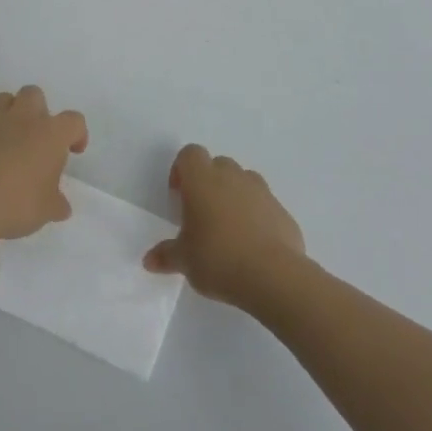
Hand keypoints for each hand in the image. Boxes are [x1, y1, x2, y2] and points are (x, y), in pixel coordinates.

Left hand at [0, 86, 87, 239]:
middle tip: (35, 138)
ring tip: (6, 140)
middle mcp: (22, 119)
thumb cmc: (14, 204)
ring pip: (3, 99)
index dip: (77, 133)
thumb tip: (62, 206)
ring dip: (8, 114)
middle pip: (34, 94)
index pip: (74, 121)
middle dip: (38, 110)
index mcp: (50, 134)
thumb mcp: (45, 211)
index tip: (72, 151)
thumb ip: (56, 204)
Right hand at [143, 144, 305, 305]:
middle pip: (218, 164)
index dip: (182, 170)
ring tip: (228, 228)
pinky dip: (256, 215)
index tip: (179, 196)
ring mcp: (261, 191)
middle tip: (202, 214)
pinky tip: (252, 245)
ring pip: (243, 180)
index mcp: (202, 180)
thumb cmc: (218, 259)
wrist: (273, 276)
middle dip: (209, 182)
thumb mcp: (184, 261)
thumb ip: (166, 255)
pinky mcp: (282, 211)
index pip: (190, 154)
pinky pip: (264, 204)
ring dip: (234, 195)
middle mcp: (232, 177)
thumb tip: (149, 260)